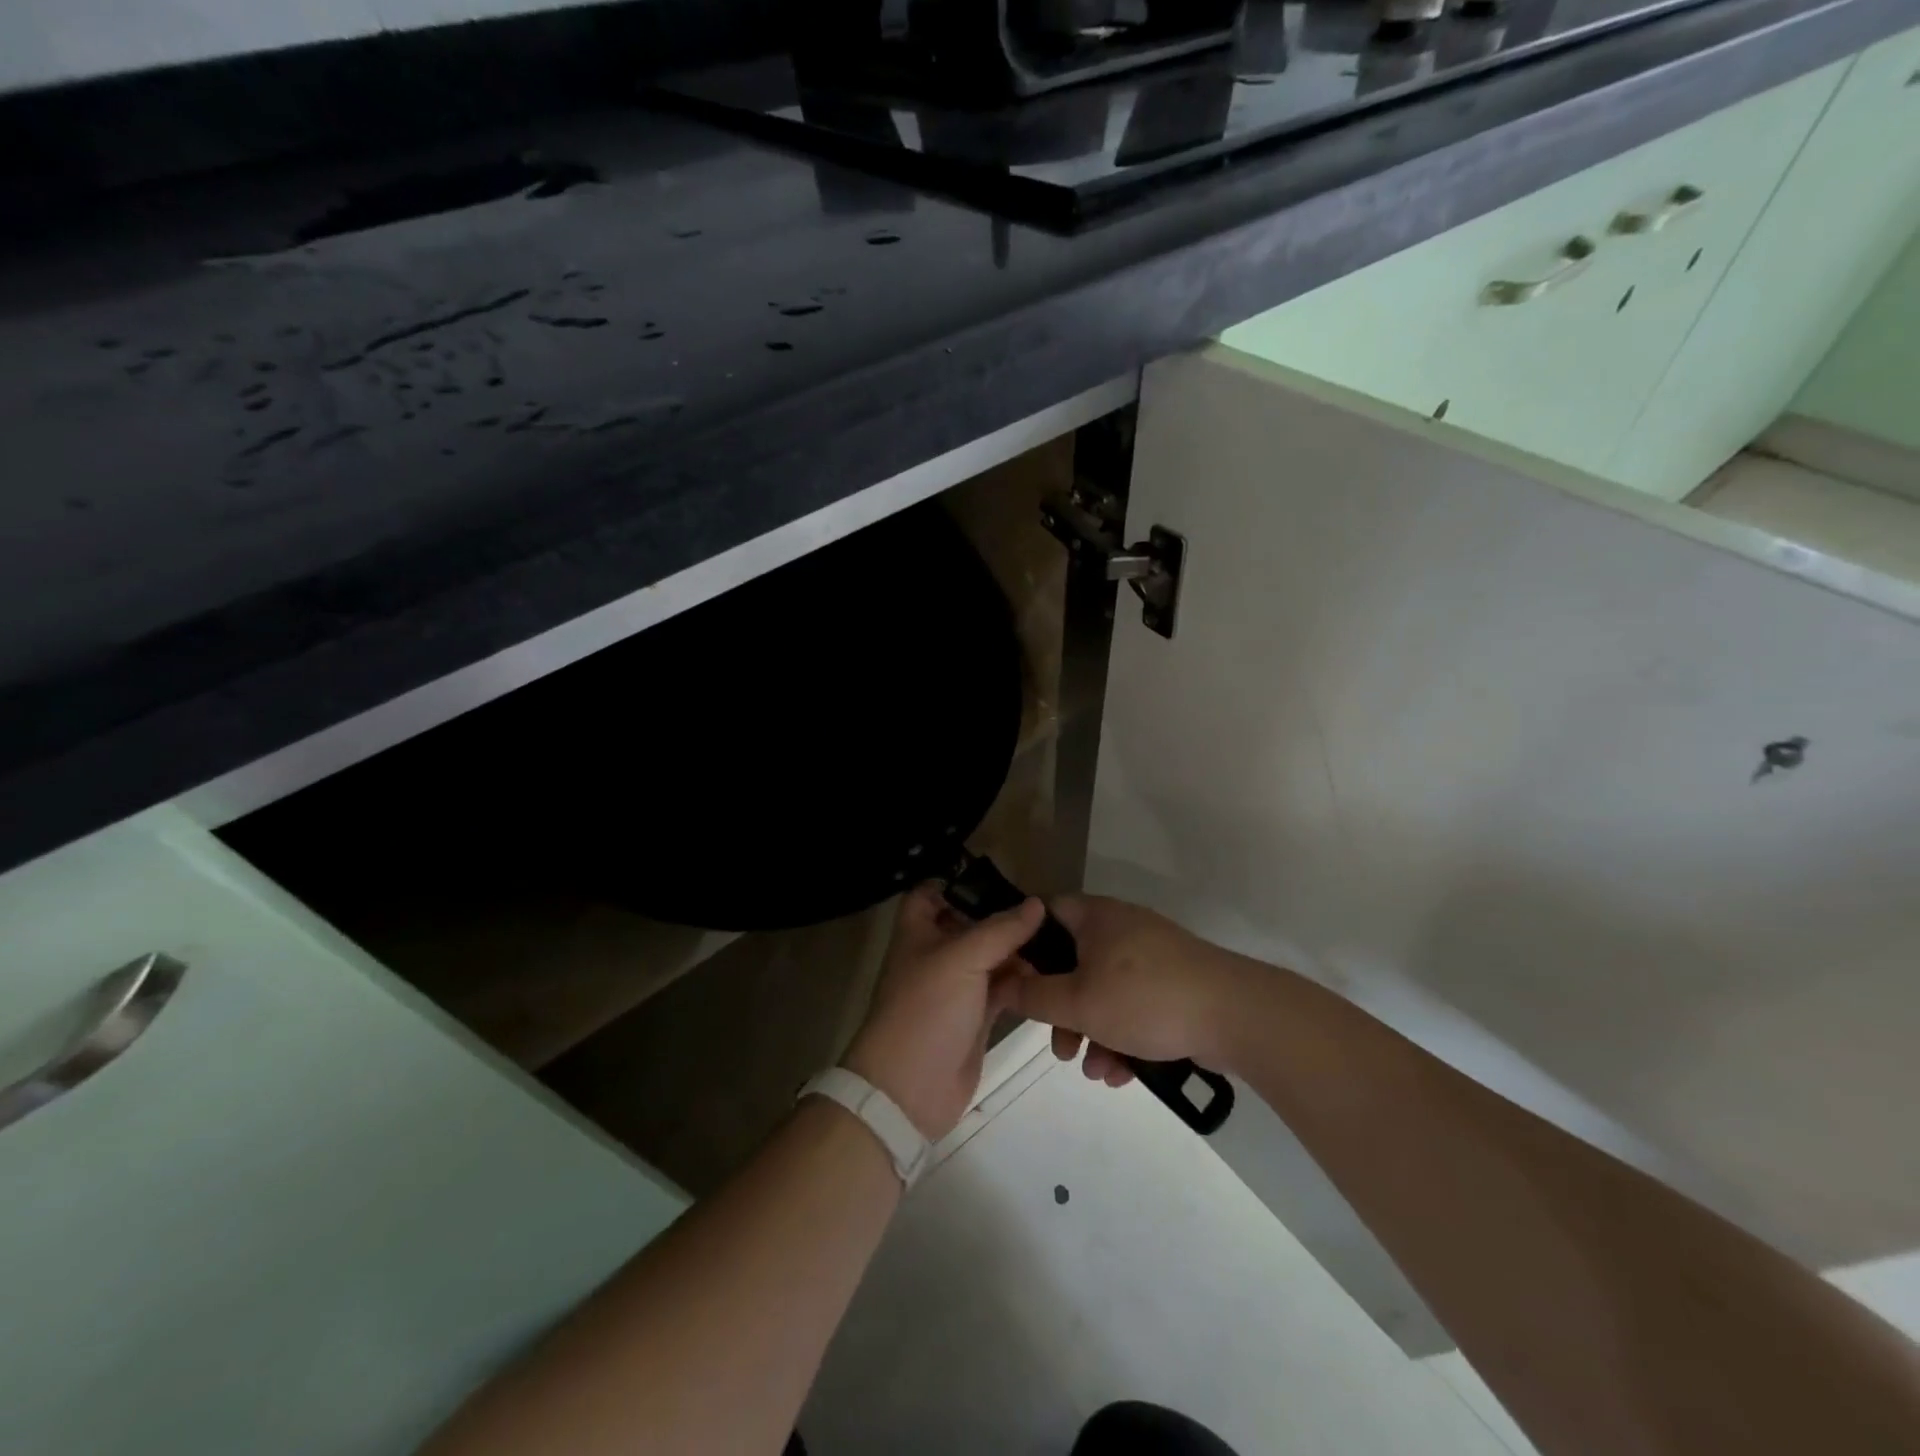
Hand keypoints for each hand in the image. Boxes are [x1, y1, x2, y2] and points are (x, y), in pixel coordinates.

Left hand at [843, 884, 1044, 1140]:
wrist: (909, 1089)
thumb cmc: (926, 1009)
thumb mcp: (961, 959)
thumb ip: (1000, 930)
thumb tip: (1036, 904)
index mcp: (918, 932)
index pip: (930, 893)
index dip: (957, 882)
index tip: (1000, 878)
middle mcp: (936, 954)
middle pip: (970, 924)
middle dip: (1003, 917)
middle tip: (1047, 909)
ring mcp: (957, 987)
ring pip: (991, 957)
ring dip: (1019, 950)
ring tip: (1060, 939)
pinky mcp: (975, 1016)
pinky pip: (1003, 989)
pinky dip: (1023, 982)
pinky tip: (1052, 974)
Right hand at [1003, 895, 1254, 1084]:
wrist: (1236, 1016)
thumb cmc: (1146, 998)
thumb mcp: (1079, 1002)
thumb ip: (1034, 995)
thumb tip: (1003, 984)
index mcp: (1096, 917)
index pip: (1046, 913)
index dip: (1024, 943)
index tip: (1014, 980)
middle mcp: (1122, 928)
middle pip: (1073, 962)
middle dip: (1062, 1009)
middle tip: (1058, 1045)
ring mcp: (1151, 957)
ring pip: (1104, 990)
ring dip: (1092, 1031)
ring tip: (1093, 1069)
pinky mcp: (1174, 984)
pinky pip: (1134, 1006)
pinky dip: (1123, 1035)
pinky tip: (1122, 1073)